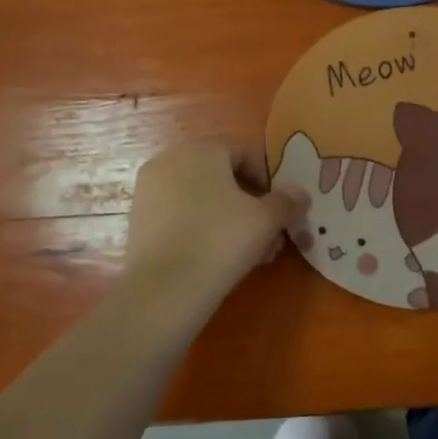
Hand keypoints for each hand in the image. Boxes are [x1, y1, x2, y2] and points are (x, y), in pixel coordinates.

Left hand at [124, 139, 299, 299]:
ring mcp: (150, 188)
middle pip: (221, 174)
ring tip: (248, 252)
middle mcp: (171, 159)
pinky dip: (201, 227)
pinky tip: (216, 257)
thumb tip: (299, 194)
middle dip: (249, 202)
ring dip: (228, 217)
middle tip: (267, 234)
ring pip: (201, 196)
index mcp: (202, 149)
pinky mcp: (139, 218)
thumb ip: (287, 201)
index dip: (268, 179)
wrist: (164, 289)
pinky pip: (180, 213)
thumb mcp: (266, 220)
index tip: (278, 210)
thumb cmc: (220, 241)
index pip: (245, 152)